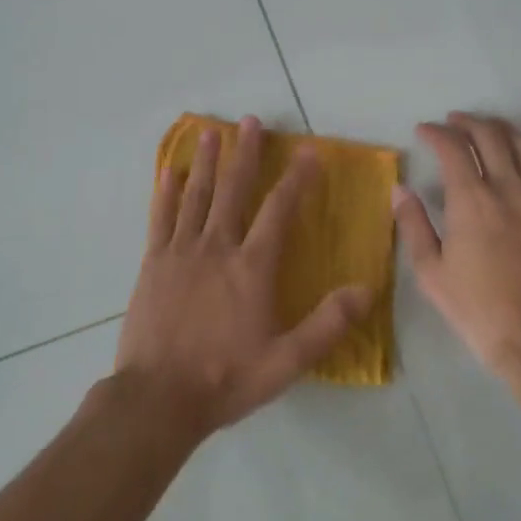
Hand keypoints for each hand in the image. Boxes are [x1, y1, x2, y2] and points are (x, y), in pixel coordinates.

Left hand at [116, 116, 373, 436]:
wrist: (159, 398)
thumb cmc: (226, 378)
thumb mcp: (287, 361)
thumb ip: (328, 324)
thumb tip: (367, 290)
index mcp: (251, 267)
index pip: (279, 210)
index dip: (296, 178)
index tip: (308, 151)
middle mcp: (217, 247)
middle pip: (234, 190)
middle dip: (245, 154)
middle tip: (251, 121)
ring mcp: (181, 252)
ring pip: (196, 195)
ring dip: (206, 161)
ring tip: (211, 132)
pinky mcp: (153, 263)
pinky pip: (160, 218)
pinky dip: (166, 193)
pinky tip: (168, 172)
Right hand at [395, 112, 520, 382]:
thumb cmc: (481, 312)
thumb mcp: (432, 274)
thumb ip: (413, 226)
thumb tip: (401, 190)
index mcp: (472, 200)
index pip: (453, 147)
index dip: (436, 132)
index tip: (424, 131)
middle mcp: (510, 187)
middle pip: (491, 135)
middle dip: (467, 122)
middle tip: (452, 122)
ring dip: (501, 128)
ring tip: (487, 128)